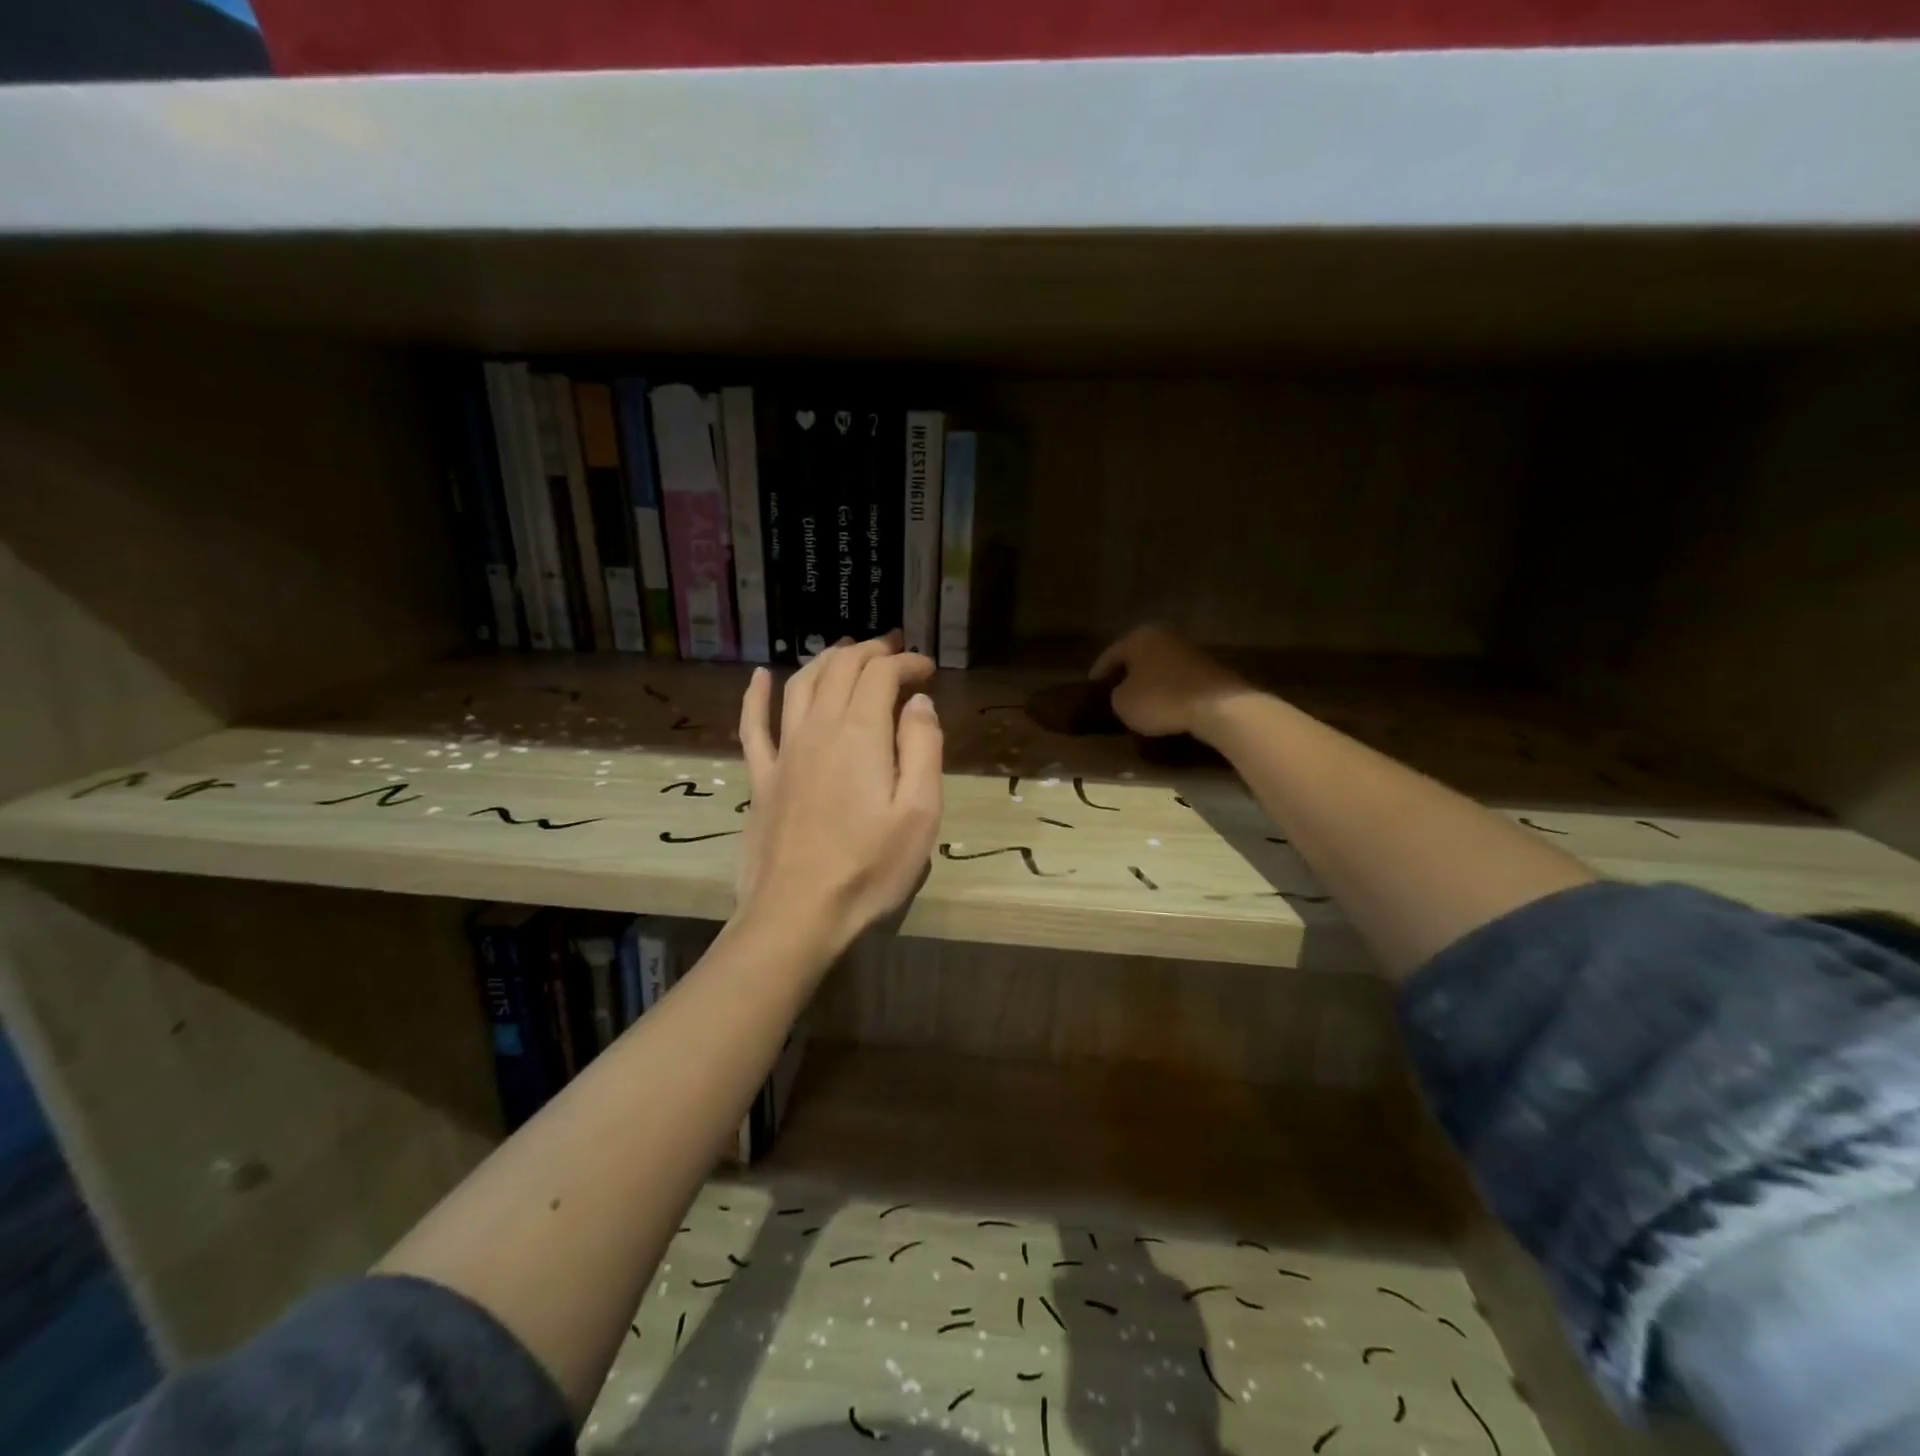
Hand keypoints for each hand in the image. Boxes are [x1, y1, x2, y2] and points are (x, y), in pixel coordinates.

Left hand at [735, 634, 943, 956]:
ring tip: (846, 650)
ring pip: (800, 685)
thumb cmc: (869, 868)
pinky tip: (759, 677)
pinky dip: (756, 695)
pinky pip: (753, 725)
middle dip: (870, 651)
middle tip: (895, 649)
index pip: (881, 675)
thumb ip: (923, 749)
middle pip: (840, 669)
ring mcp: (783, 752)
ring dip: (825, 660)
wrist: (797, 914)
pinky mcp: (761, 779)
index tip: (928, 669)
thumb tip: (918, 702)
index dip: (906, 663)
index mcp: (860, 735)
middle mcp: (818, 729)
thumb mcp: (920, 813)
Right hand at [1090, 625, 1251, 739]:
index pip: (1109, 656)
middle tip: (1114, 695)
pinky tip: (1165, 706)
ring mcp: (1189, 649)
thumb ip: (1116, 694)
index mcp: (1138, 637)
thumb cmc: (1160, 699)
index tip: (1091, 691)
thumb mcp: (1122, 703)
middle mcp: (1164, 635)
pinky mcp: (1208, 667)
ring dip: (1149, 683)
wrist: (1218, 706)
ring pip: (1158, 667)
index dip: (1098, 675)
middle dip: (1126, 676)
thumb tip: (1124, 692)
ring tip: (1140, 703)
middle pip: (1136, 657)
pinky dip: (1169, 690)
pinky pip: (1178, 678)